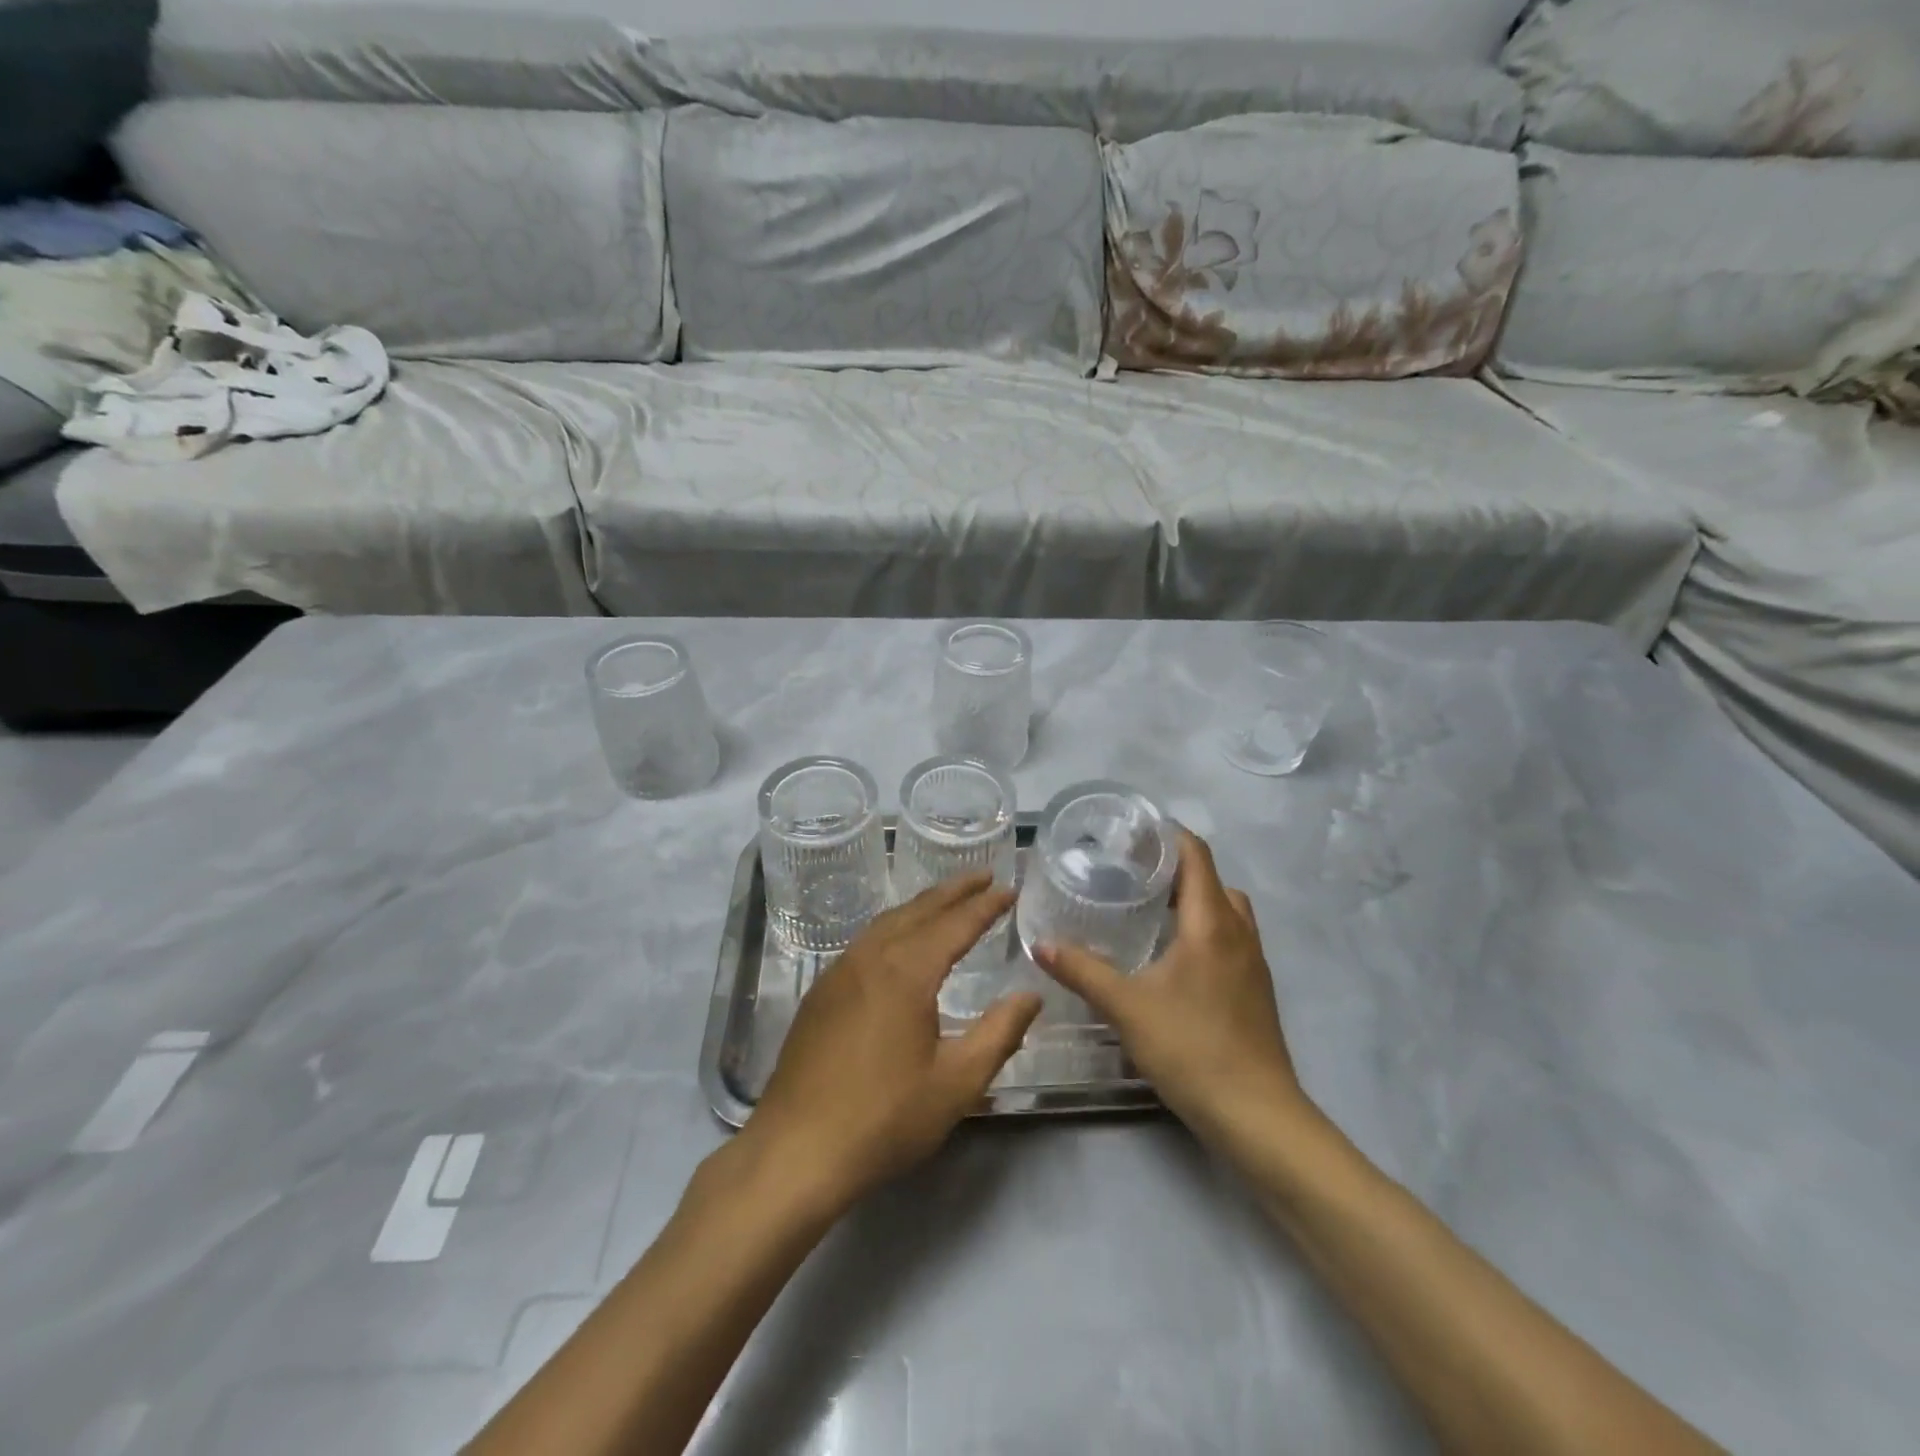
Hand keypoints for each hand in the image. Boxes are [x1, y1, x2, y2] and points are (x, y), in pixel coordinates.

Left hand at [744, 875, 1041, 1211]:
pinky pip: (865, 942)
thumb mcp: (957, 1083)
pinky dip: (894, 927)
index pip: (955, 924)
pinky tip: (900, 942)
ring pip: (887, 922)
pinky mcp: (820, 993)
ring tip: (947, 901)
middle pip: (918, 910)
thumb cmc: (884, 1118)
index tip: (1009, 888)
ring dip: (921, 906)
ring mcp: (839, 972)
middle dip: (954, 891)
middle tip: (984, 875)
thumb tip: (1031, 995)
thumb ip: (1000, 1033)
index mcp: (906, 970)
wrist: (796, 1151)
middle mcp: (870, 957)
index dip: (985, 905)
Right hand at [1035, 831, 1307, 1144]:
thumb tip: (1040, 944)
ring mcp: (1253, 963)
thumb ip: (1082, 971)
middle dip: (1176, 869)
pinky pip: (1231, 940)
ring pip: (1226, 912)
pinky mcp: (1255, 990)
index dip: (1169, 836)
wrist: (1256, 1114)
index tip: (1134, 833)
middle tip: (1132, 872)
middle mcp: (1239, 933)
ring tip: (1150, 911)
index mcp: (1211, 923)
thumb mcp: (1126, 1006)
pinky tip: (1173, 958)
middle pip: (1212, 881)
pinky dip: (1205, 931)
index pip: (1197, 856)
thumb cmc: (1191, 1048)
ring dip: (1194, 901)